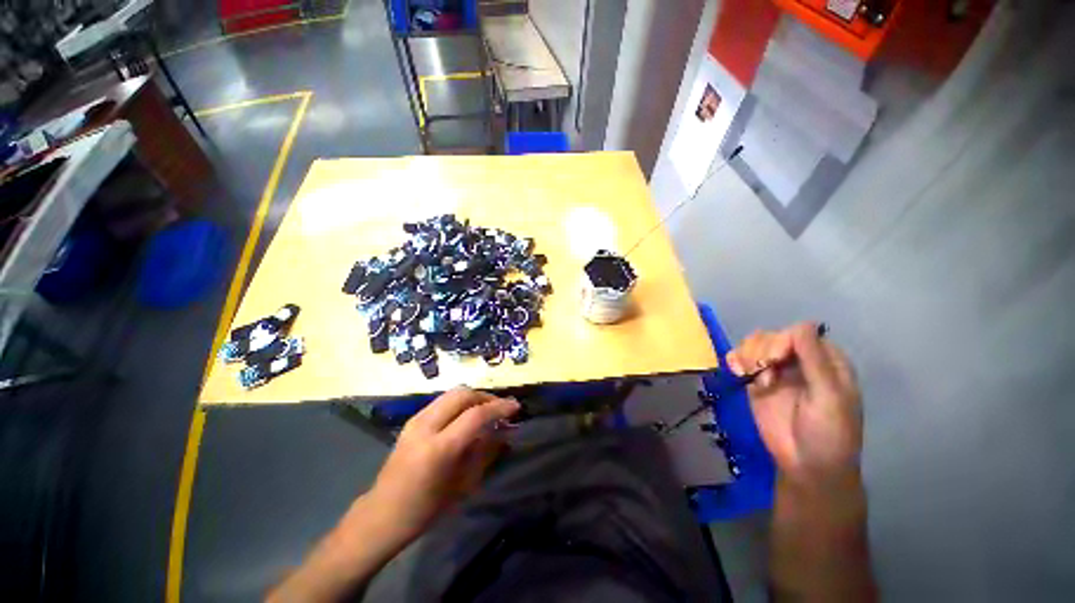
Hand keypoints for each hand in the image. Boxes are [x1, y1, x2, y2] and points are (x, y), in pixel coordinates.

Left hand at [366, 388, 519, 541]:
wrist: (382, 515)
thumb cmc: (425, 509)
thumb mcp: (463, 485)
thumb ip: (485, 453)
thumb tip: (505, 432)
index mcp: (439, 448)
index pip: (475, 415)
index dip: (499, 407)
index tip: (516, 407)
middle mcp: (426, 426)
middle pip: (462, 394)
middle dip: (486, 397)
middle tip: (501, 408)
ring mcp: (416, 420)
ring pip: (452, 393)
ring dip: (473, 397)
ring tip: (487, 410)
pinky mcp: (412, 420)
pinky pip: (442, 401)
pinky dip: (460, 402)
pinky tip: (466, 416)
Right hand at [726, 323, 862, 487]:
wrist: (806, 465)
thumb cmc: (829, 434)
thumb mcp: (829, 398)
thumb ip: (816, 362)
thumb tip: (802, 325)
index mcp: (825, 360)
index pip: (799, 332)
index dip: (783, 341)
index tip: (775, 361)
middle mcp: (799, 360)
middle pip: (772, 335)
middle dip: (763, 352)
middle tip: (765, 378)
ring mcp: (775, 370)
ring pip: (754, 343)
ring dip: (748, 357)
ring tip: (751, 378)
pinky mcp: (755, 381)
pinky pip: (740, 358)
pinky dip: (734, 359)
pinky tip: (736, 372)